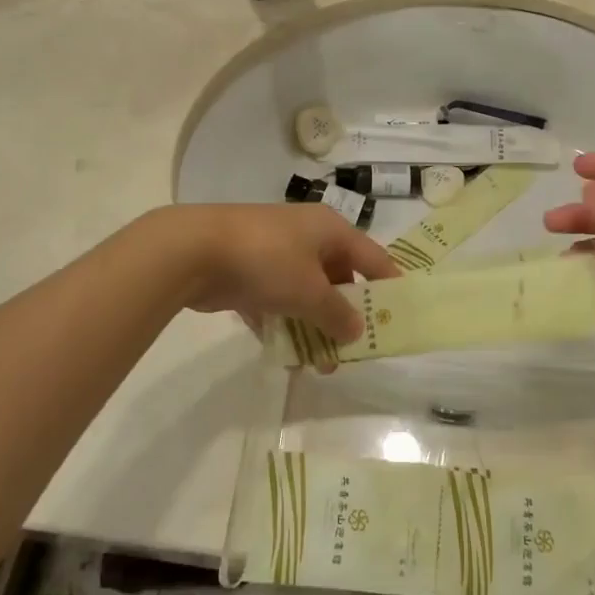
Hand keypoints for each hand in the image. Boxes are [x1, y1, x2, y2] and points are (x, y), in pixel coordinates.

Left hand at [154, 203, 400, 341]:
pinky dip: (281, 324)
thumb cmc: (267, 261)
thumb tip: (357, 330)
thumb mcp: (310, 291)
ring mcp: (274, 252)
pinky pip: (275, 301)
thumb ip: (338, 314)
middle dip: (345, 316)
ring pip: (304, 293)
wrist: (193, 250)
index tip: (400, 315)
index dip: (389, 284)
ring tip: (320, 365)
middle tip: (354, 350)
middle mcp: (305, 236)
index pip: (373, 257)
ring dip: (313, 326)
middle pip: (338, 277)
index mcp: (329, 230)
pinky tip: (284, 354)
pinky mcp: (246, 271)